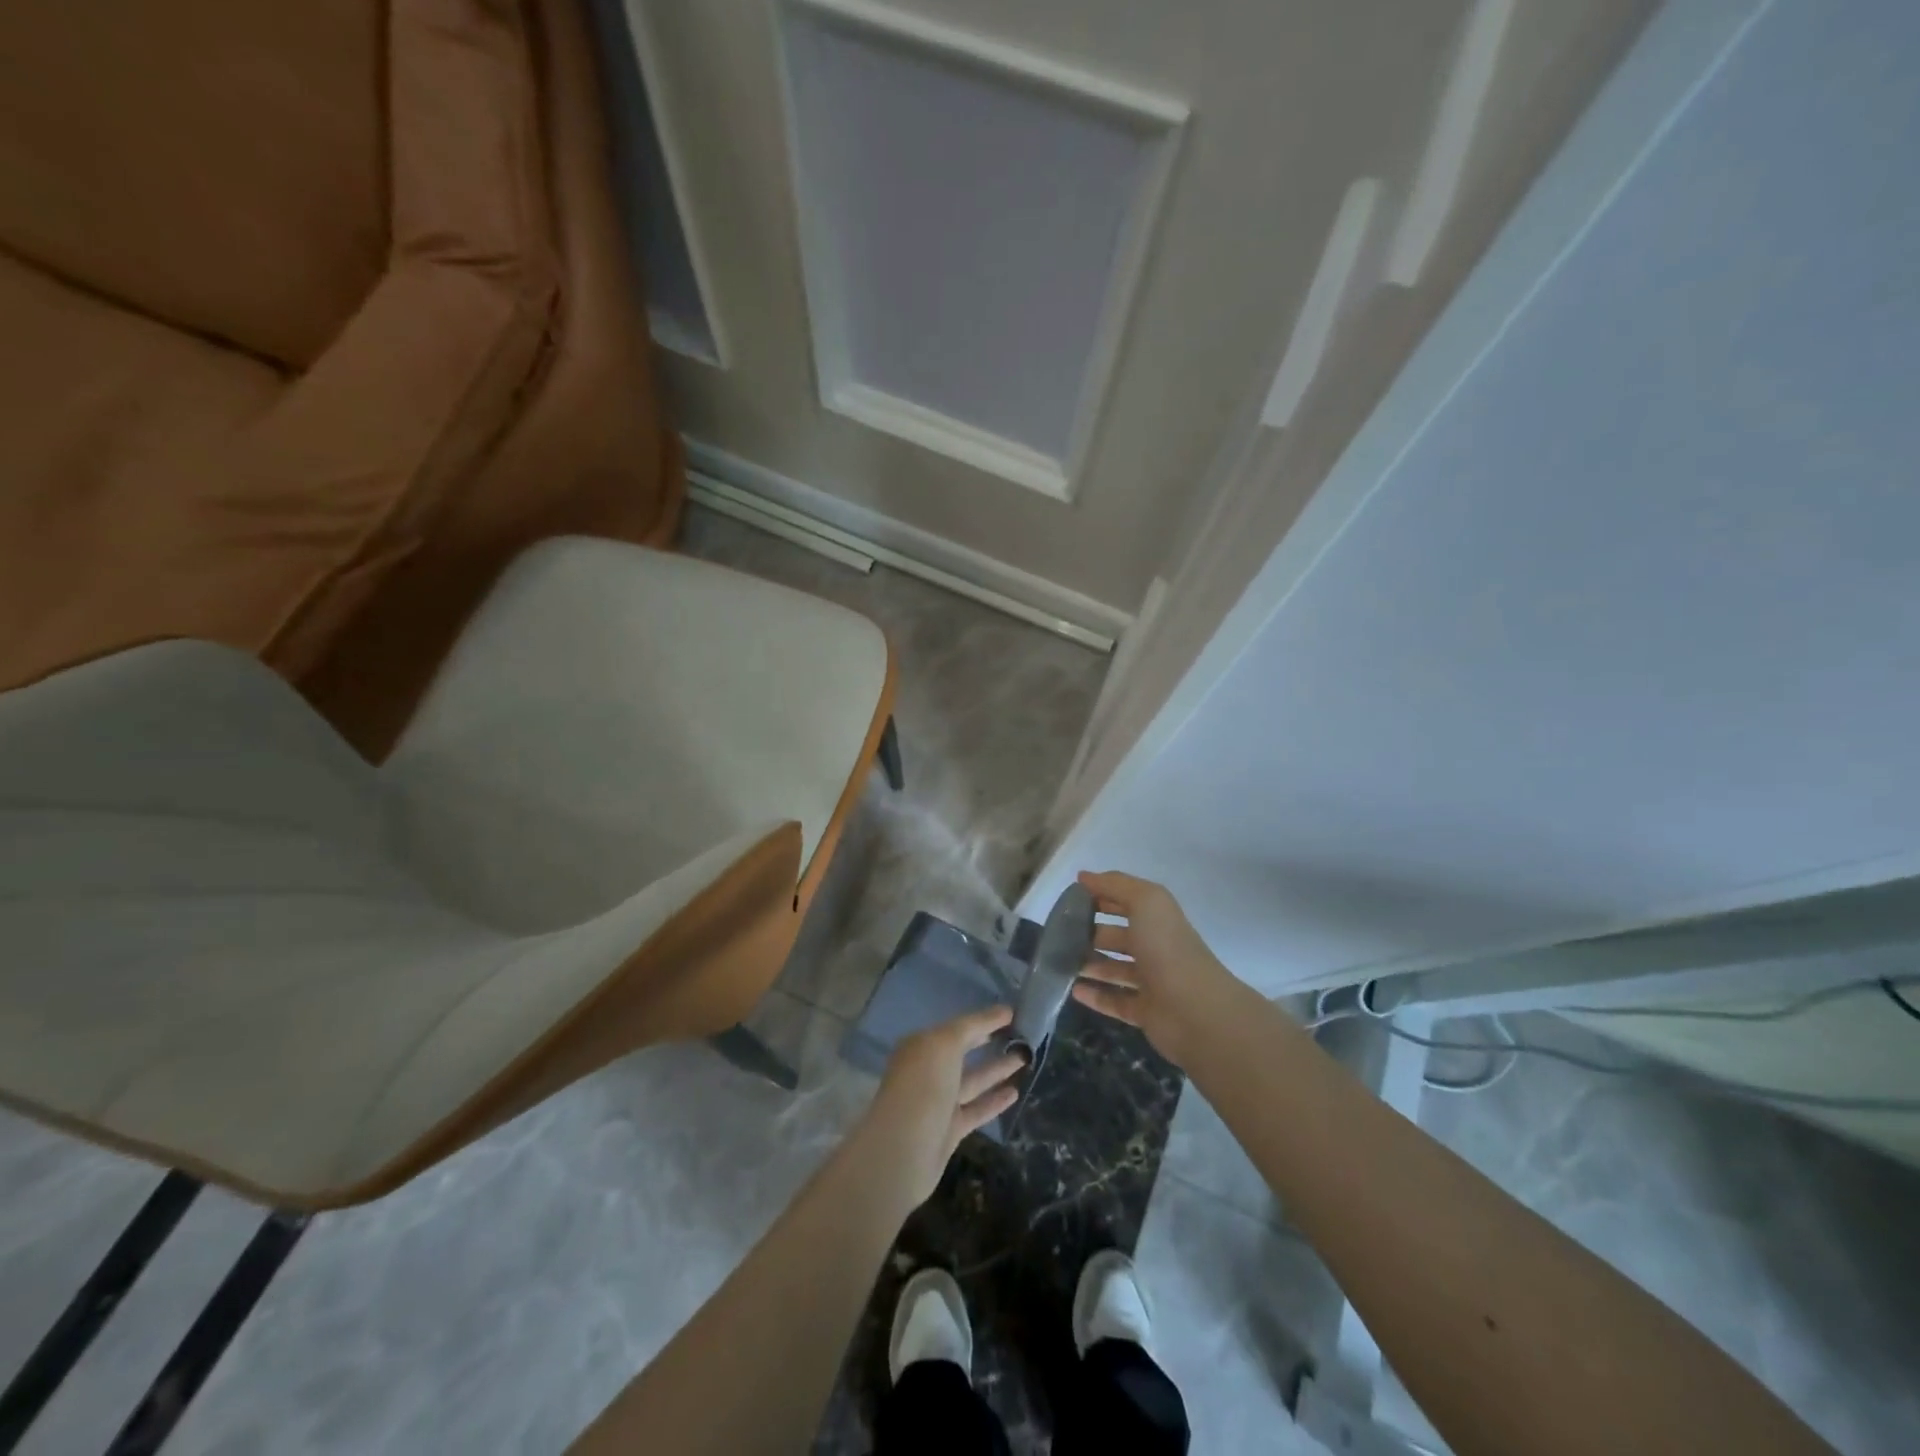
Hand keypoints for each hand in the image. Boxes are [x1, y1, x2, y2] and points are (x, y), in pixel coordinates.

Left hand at [864, 1006, 1026, 1205]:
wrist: (904, 1149)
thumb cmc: (923, 1085)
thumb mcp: (945, 1043)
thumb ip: (974, 1025)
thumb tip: (1003, 1010)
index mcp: (921, 1045)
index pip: (958, 1027)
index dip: (984, 1019)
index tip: (1013, 1013)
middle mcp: (928, 1070)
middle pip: (963, 1051)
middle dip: (989, 1041)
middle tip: (1022, 1034)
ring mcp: (938, 1101)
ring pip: (973, 1080)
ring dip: (997, 1069)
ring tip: (1026, 1058)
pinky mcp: (949, 1129)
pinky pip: (976, 1109)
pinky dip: (994, 1100)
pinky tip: (1015, 1092)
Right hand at [1071, 871, 1242, 1066]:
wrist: (1194, 1009)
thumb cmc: (1167, 948)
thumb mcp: (1145, 901)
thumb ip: (1114, 885)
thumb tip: (1083, 877)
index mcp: (1157, 919)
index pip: (1125, 902)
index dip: (1100, 897)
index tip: (1069, 900)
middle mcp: (1154, 947)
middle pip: (1117, 937)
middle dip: (1090, 933)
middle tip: (1058, 935)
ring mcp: (1150, 981)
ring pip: (1113, 970)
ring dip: (1088, 965)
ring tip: (1059, 963)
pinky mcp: (1144, 1011)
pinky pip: (1114, 1000)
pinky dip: (1094, 995)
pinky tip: (1072, 990)